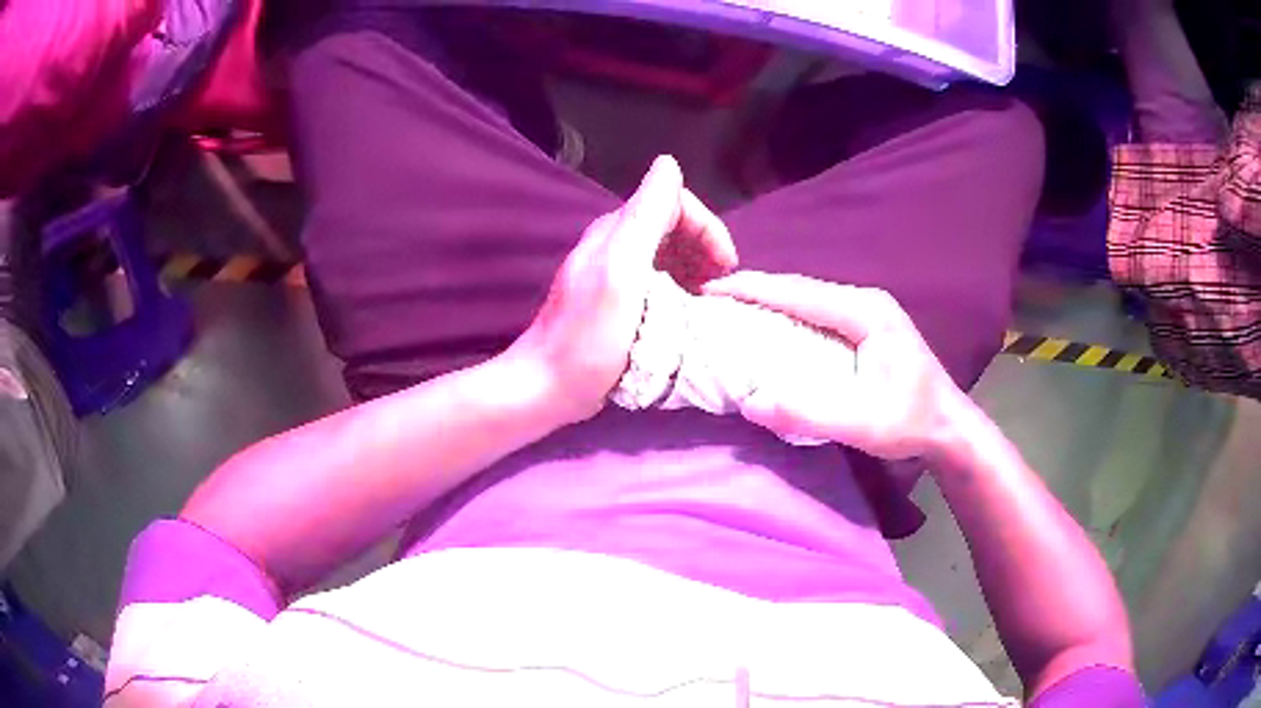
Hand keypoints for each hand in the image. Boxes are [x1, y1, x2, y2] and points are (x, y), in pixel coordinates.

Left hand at [511, 156, 738, 424]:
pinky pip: (657, 279)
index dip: (707, 227)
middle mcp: (614, 242)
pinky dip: (680, 287)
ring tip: (710, 300)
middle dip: (705, 247)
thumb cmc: (589, 337)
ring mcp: (613, 271)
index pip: (673, 201)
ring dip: (696, 268)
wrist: (549, 386)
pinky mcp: (615, 299)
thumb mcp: (622, 272)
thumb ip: (646, 216)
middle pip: (672, 225)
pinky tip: (687, 311)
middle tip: (721, 286)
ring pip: (668, 252)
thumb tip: (669, 164)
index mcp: (617, 230)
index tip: (726, 267)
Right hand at [703, 272, 973, 460]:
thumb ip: (808, 413)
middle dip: (756, 291)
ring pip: (808, 298)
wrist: (949, 427)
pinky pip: (818, 313)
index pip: (800, 292)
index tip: (712, 289)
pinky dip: (788, 316)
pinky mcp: (867, 327)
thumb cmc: (911, 422)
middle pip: (801, 289)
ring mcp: (868, 312)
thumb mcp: (862, 424)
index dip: (754, 288)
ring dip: (770, 302)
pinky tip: (769, 326)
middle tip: (712, 298)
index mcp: (866, 312)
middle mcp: (866, 302)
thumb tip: (750, 402)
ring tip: (731, 309)